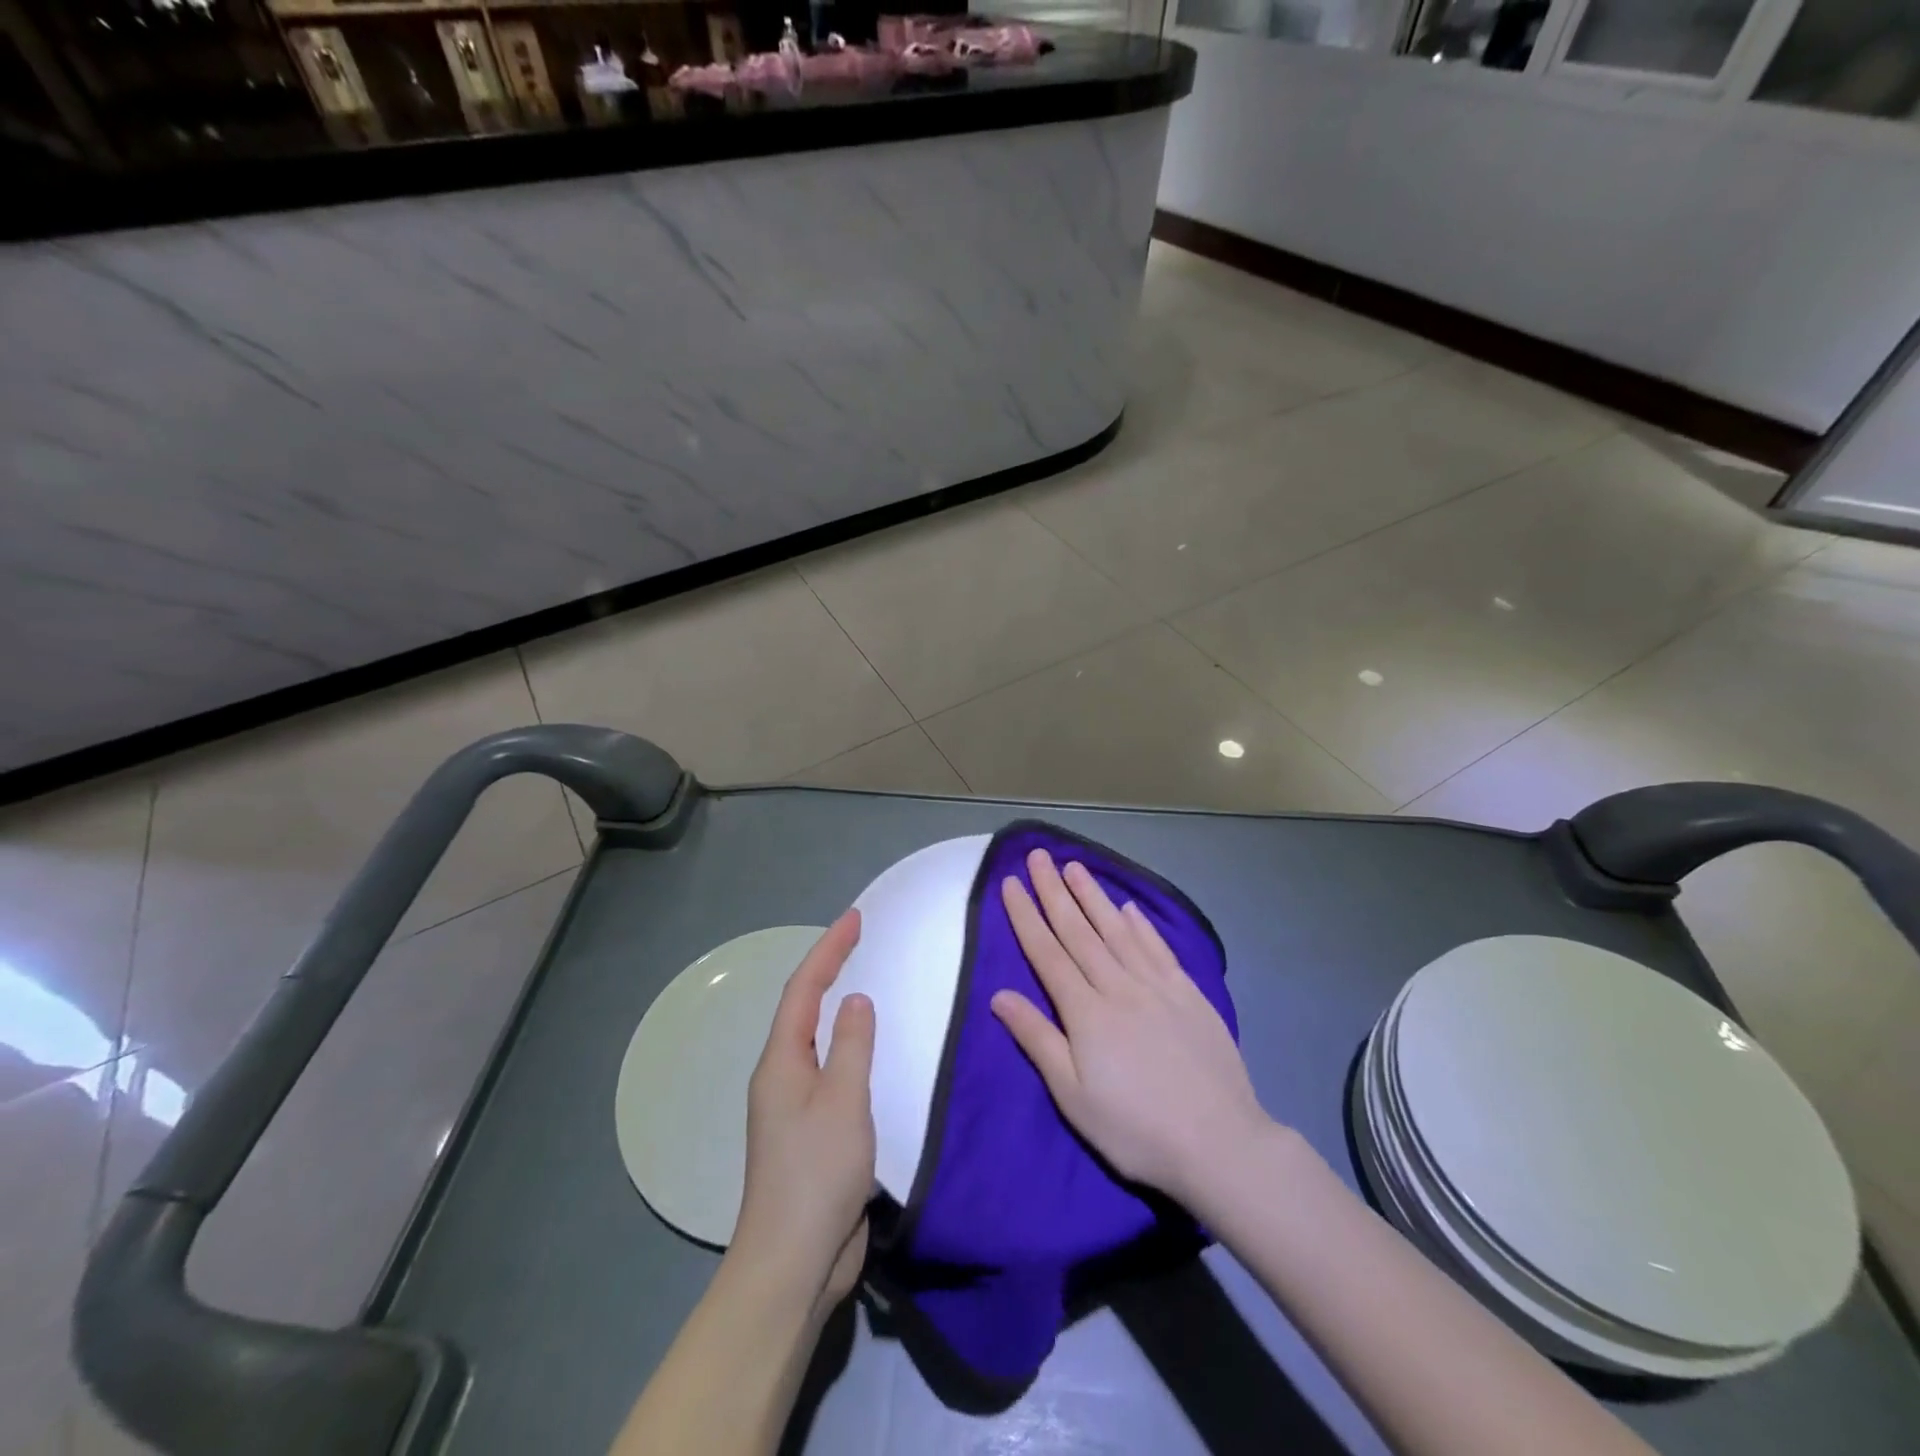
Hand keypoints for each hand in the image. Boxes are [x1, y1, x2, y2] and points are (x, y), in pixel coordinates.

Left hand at [731, 910, 875, 1314]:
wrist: (793, 1261)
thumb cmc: (816, 1172)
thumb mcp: (842, 1100)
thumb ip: (851, 1045)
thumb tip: (856, 1000)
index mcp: (781, 1061)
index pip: (804, 988)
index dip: (828, 949)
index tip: (854, 918)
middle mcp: (781, 1075)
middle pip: (804, 1008)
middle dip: (829, 969)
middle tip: (860, 940)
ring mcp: (794, 1106)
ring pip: (816, 1040)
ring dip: (837, 1006)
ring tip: (868, 982)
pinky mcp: (812, 1133)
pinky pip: (831, 1072)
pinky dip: (849, 1047)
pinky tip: (871, 1052)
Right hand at [992, 849, 1272, 1209]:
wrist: (1220, 1143)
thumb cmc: (1135, 1128)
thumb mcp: (1073, 1096)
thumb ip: (1037, 1039)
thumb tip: (999, 995)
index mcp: (1086, 1012)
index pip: (1047, 952)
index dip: (1026, 916)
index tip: (1010, 883)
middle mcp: (1118, 986)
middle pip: (1079, 931)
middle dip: (1054, 891)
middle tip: (1038, 856)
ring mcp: (1157, 986)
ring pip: (1117, 930)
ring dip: (1093, 896)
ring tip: (1075, 867)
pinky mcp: (1188, 994)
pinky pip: (1158, 948)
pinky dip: (1141, 925)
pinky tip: (1129, 908)